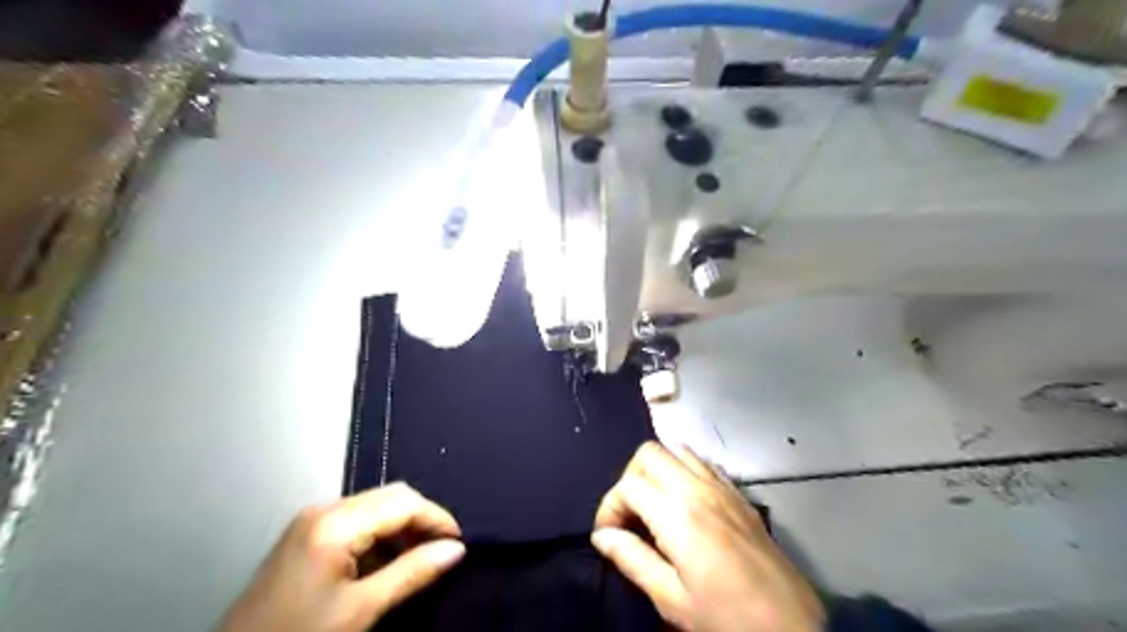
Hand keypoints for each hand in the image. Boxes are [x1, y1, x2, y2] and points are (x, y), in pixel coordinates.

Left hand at [218, 484, 464, 630]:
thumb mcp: (361, 611)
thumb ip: (411, 573)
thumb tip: (456, 549)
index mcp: (335, 523)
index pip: (403, 502)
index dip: (436, 518)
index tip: (459, 544)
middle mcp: (324, 510)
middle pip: (390, 496)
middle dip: (420, 520)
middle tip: (441, 551)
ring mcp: (312, 520)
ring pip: (375, 507)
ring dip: (401, 528)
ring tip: (417, 560)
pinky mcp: (306, 535)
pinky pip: (357, 520)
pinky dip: (380, 536)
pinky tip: (386, 563)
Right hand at [593, 443, 824, 631]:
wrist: (795, 628)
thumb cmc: (728, 619)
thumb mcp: (672, 599)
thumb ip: (632, 560)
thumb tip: (602, 536)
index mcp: (679, 515)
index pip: (628, 486)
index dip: (609, 507)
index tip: (609, 535)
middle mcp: (699, 489)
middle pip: (649, 453)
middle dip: (629, 479)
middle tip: (629, 515)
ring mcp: (722, 487)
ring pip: (676, 450)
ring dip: (656, 470)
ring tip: (654, 505)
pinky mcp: (739, 494)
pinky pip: (702, 462)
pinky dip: (682, 469)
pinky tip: (683, 501)